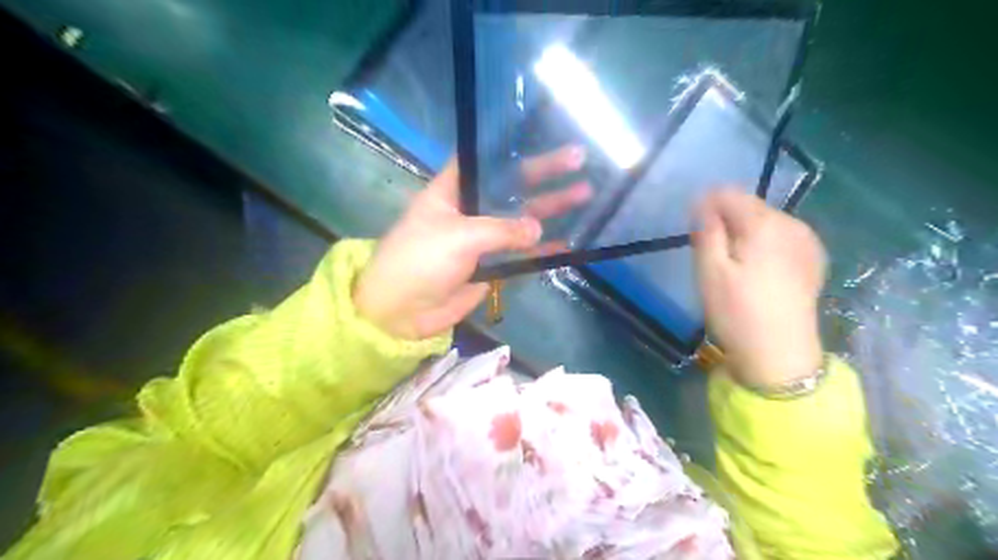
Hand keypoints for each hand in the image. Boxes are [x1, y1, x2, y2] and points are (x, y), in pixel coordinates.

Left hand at [356, 146, 589, 338]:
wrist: (402, 310)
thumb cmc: (421, 259)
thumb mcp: (460, 236)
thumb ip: (502, 229)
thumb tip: (538, 229)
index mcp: (453, 191)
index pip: (486, 162)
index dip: (513, 150)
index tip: (543, 137)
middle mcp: (470, 210)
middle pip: (511, 188)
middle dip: (544, 174)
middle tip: (578, 160)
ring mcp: (482, 239)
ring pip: (521, 220)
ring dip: (550, 209)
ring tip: (584, 194)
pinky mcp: (489, 266)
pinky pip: (520, 254)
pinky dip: (541, 250)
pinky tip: (567, 243)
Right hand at [696, 187, 826, 384]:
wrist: (780, 355)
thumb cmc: (737, 312)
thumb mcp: (710, 271)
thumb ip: (707, 231)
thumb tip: (704, 202)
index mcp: (764, 224)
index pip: (728, 194)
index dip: (706, 207)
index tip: (695, 233)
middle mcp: (791, 224)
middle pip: (749, 207)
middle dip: (726, 222)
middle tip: (713, 256)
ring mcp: (807, 241)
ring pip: (765, 222)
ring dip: (744, 234)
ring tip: (735, 267)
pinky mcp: (813, 259)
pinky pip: (781, 237)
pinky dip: (764, 245)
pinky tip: (759, 272)